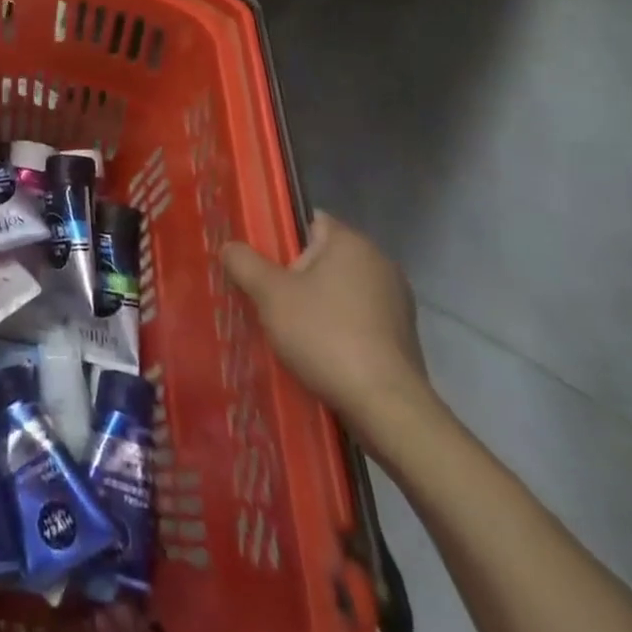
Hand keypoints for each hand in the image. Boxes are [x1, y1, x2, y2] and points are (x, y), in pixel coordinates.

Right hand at [221, 214, 432, 444]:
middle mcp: (380, 263)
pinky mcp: (402, 338)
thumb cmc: (326, 336)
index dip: (280, 240)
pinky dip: (338, 331)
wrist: (387, 409)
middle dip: (294, 278)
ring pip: (340, 292)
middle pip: (322, 259)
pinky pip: (358, 321)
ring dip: (316, 307)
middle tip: (266, 301)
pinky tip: (319, 354)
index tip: (259, 265)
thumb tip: (230, 247)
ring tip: (288, 332)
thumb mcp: (270, 295)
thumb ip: (244, 263)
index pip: (308, 222)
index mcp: (351, 242)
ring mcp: (396, 302)